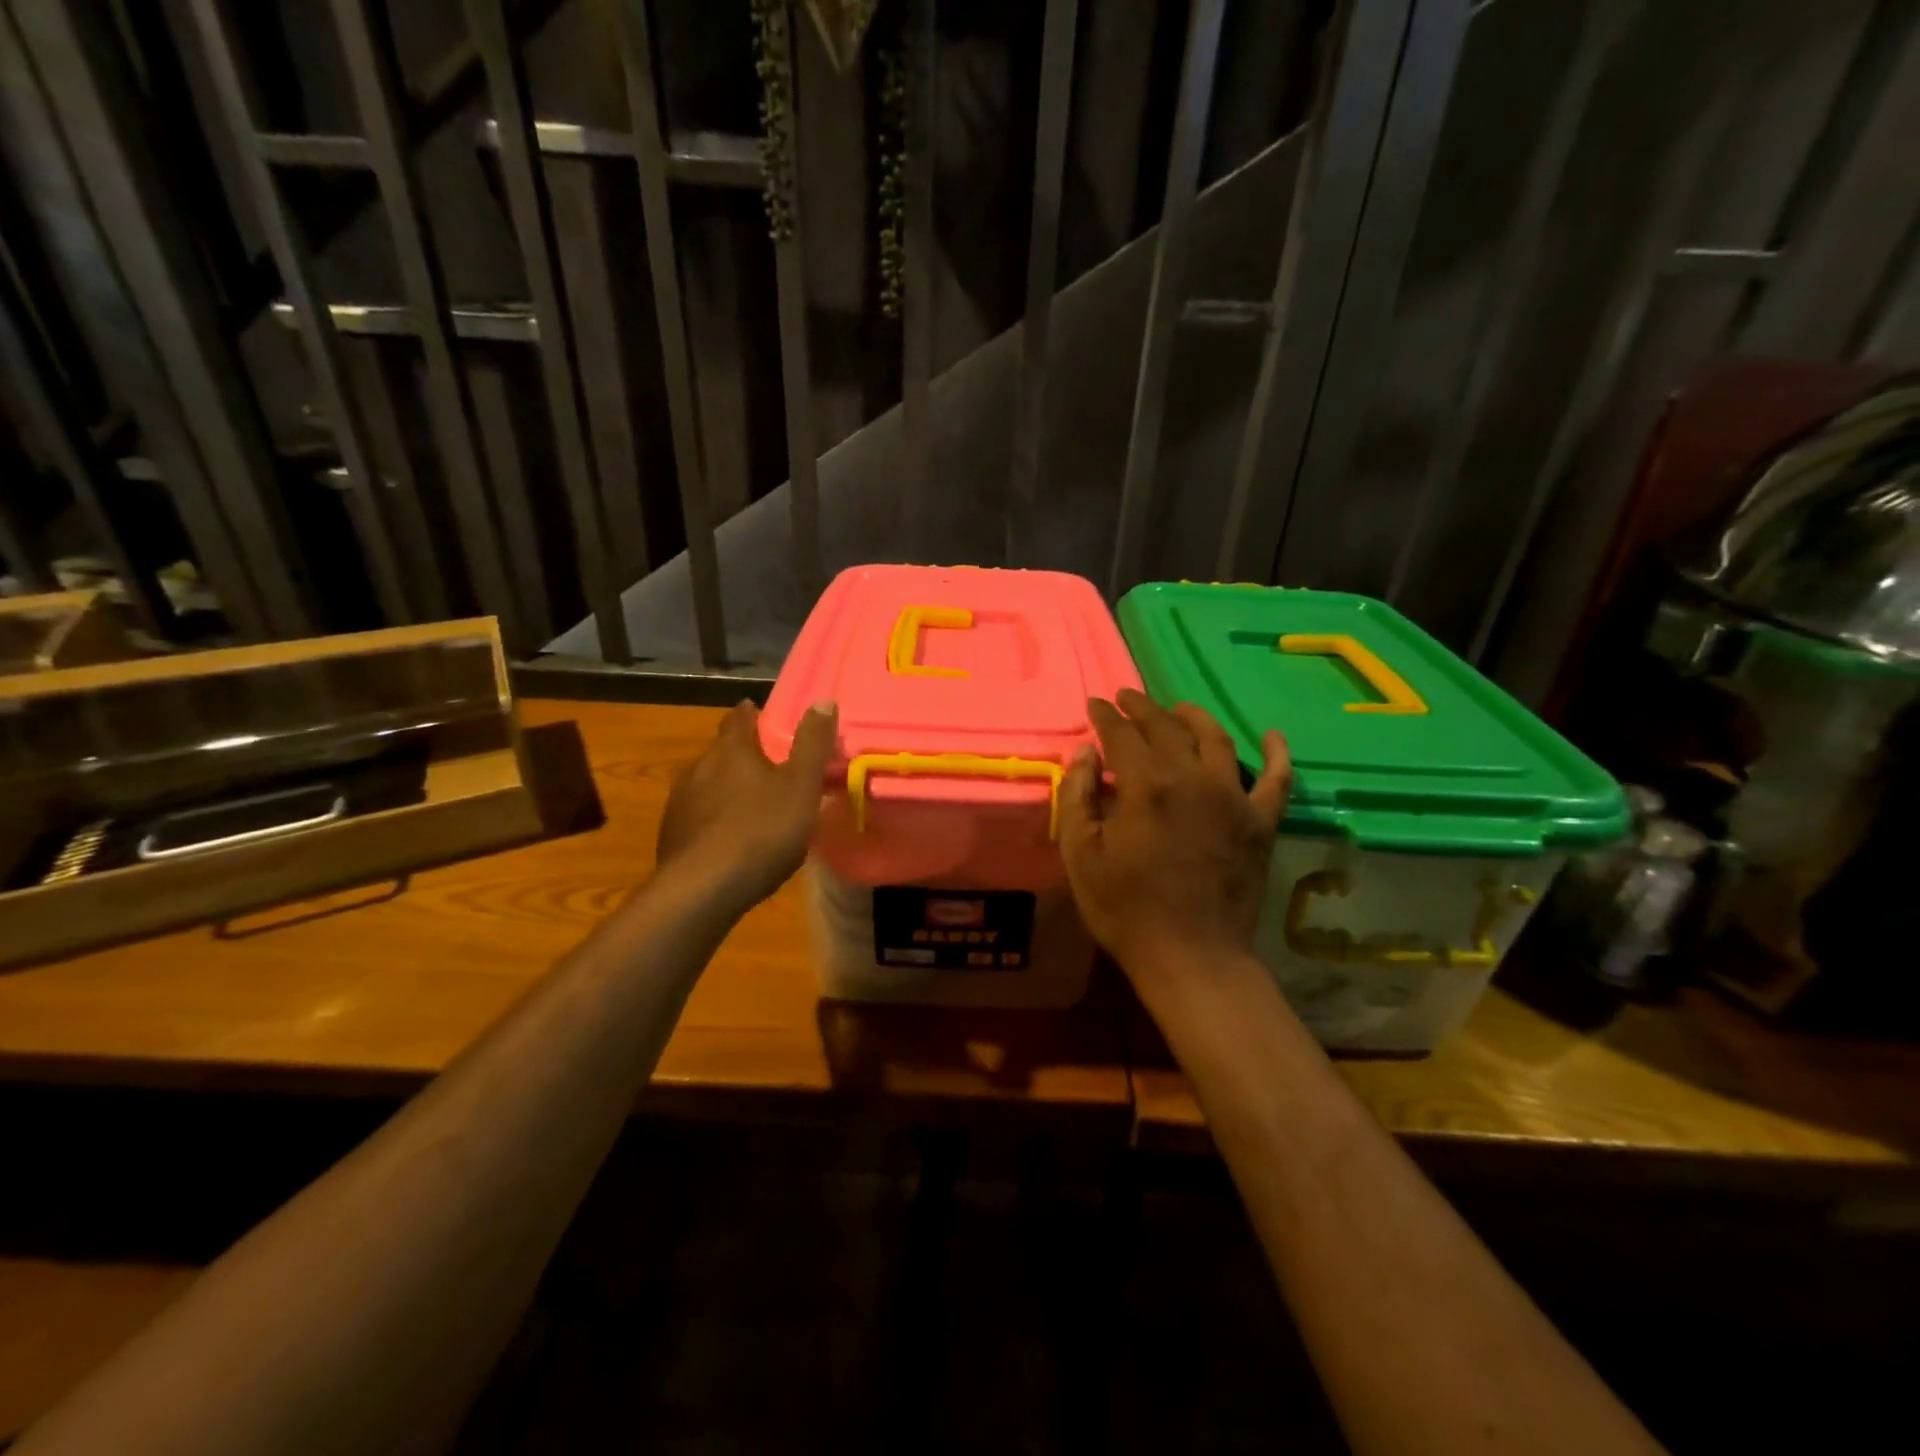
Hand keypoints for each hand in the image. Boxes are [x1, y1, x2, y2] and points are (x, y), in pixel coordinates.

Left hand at [656, 699, 837, 903]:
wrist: (702, 890)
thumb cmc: (761, 831)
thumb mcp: (801, 786)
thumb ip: (812, 744)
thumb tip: (823, 699)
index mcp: (731, 750)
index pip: (738, 719)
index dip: (751, 715)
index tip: (762, 716)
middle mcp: (699, 768)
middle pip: (722, 752)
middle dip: (742, 755)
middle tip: (770, 767)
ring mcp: (680, 803)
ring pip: (707, 784)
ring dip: (727, 788)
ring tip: (751, 805)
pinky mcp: (672, 836)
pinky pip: (698, 817)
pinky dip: (714, 819)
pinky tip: (728, 839)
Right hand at [1059, 689, 1290, 993]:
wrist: (1193, 957)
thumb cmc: (1126, 909)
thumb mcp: (1080, 855)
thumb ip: (1077, 797)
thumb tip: (1085, 753)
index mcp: (1146, 785)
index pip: (1121, 734)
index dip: (1105, 716)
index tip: (1095, 704)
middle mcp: (1192, 778)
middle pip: (1166, 728)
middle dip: (1142, 708)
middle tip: (1128, 697)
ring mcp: (1234, 798)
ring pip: (1216, 740)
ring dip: (1194, 718)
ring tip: (1179, 709)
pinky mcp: (1261, 823)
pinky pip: (1277, 779)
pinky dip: (1277, 754)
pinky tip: (1273, 736)